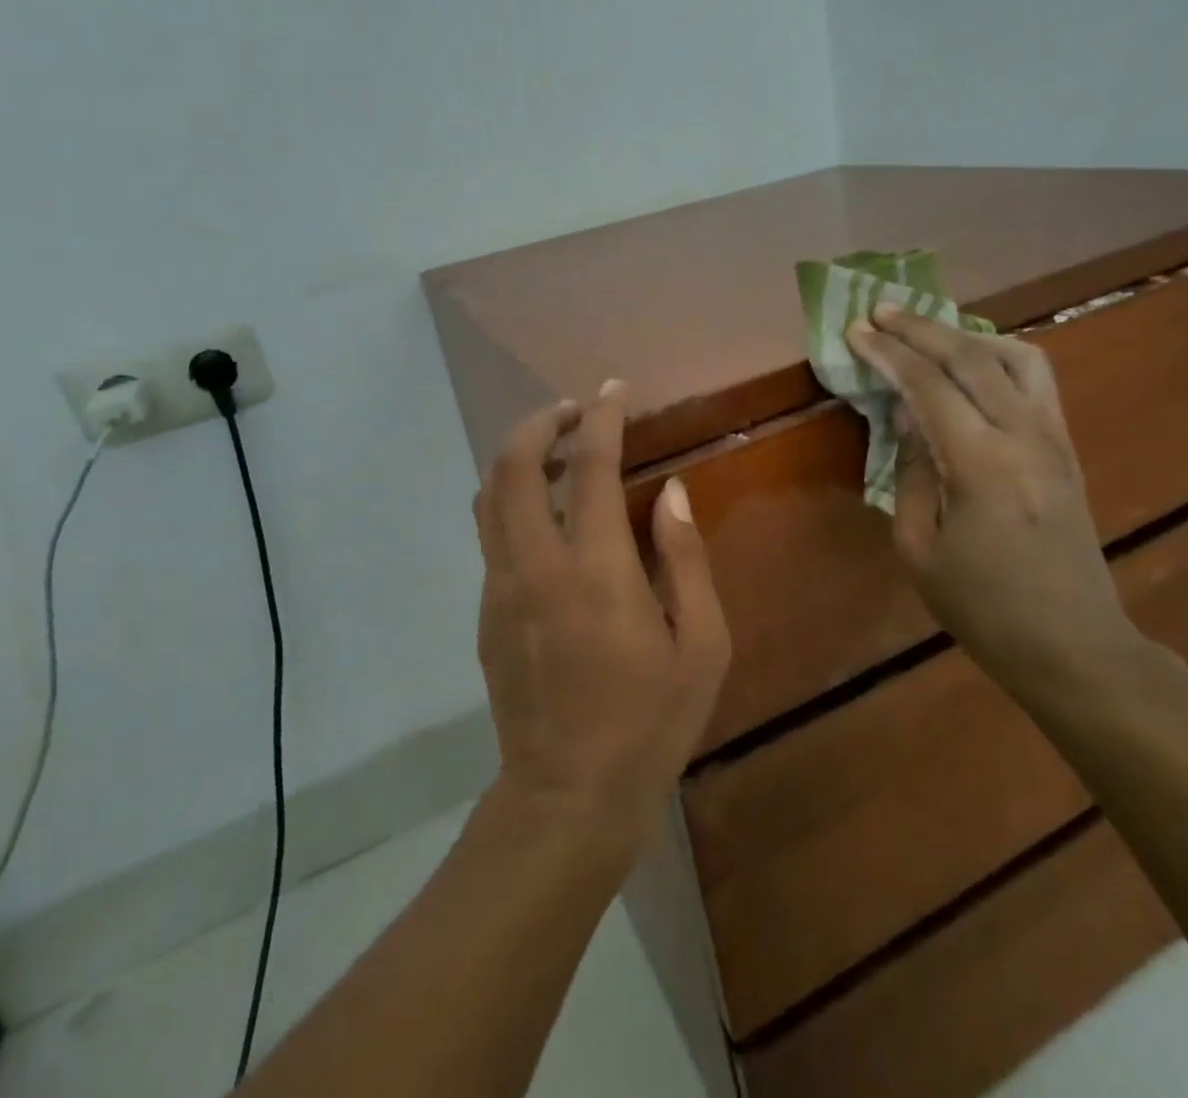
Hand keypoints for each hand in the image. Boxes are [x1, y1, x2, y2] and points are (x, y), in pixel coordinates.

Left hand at [473, 382, 730, 851]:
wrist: (567, 797)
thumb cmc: (649, 722)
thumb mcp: (702, 645)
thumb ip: (685, 559)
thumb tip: (671, 492)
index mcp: (596, 570)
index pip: (590, 465)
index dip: (601, 416)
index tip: (613, 391)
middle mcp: (536, 565)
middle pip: (513, 464)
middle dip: (539, 422)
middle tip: (573, 411)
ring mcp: (500, 587)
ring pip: (489, 494)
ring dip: (517, 455)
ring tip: (555, 449)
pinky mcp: (486, 611)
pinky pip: (490, 532)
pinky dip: (511, 497)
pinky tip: (546, 513)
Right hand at [845, 305, 1143, 696]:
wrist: (1073, 645)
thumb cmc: (983, 607)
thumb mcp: (919, 548)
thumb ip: (910, 472)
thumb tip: (907, 417)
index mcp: (981, 466)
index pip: (929, 386)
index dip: (889, 353)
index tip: (857, 330)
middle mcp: (1025, 437)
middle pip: (972, 356)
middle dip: (921, 327)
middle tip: (881, 311)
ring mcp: (1055, 438)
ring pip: (1016, 356)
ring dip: (965, 334)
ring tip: (927, 331)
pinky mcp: (1067, 448)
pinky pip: (1037, 380)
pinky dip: (999, 355)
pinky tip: (973, 362)